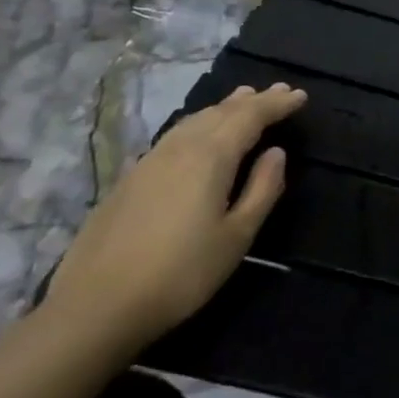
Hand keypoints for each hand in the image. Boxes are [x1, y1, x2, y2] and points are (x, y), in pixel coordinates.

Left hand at [43, 83, 306, 348]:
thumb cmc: (183, 273)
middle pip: (219, 113)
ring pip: (192, 122)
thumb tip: (276, 153)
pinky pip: (174, 136)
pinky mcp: (129, 180)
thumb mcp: (238, 235)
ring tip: (243, 100)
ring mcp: (148, 163)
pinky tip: (200, 133)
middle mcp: (178, 150)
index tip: (300, 96)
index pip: (249, 118)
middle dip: (252, 101)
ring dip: (222, 108)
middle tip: (278, 91)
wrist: (98, 305)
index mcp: (209, 158)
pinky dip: (198, 125)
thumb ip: (262, 189)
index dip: (276, 105)